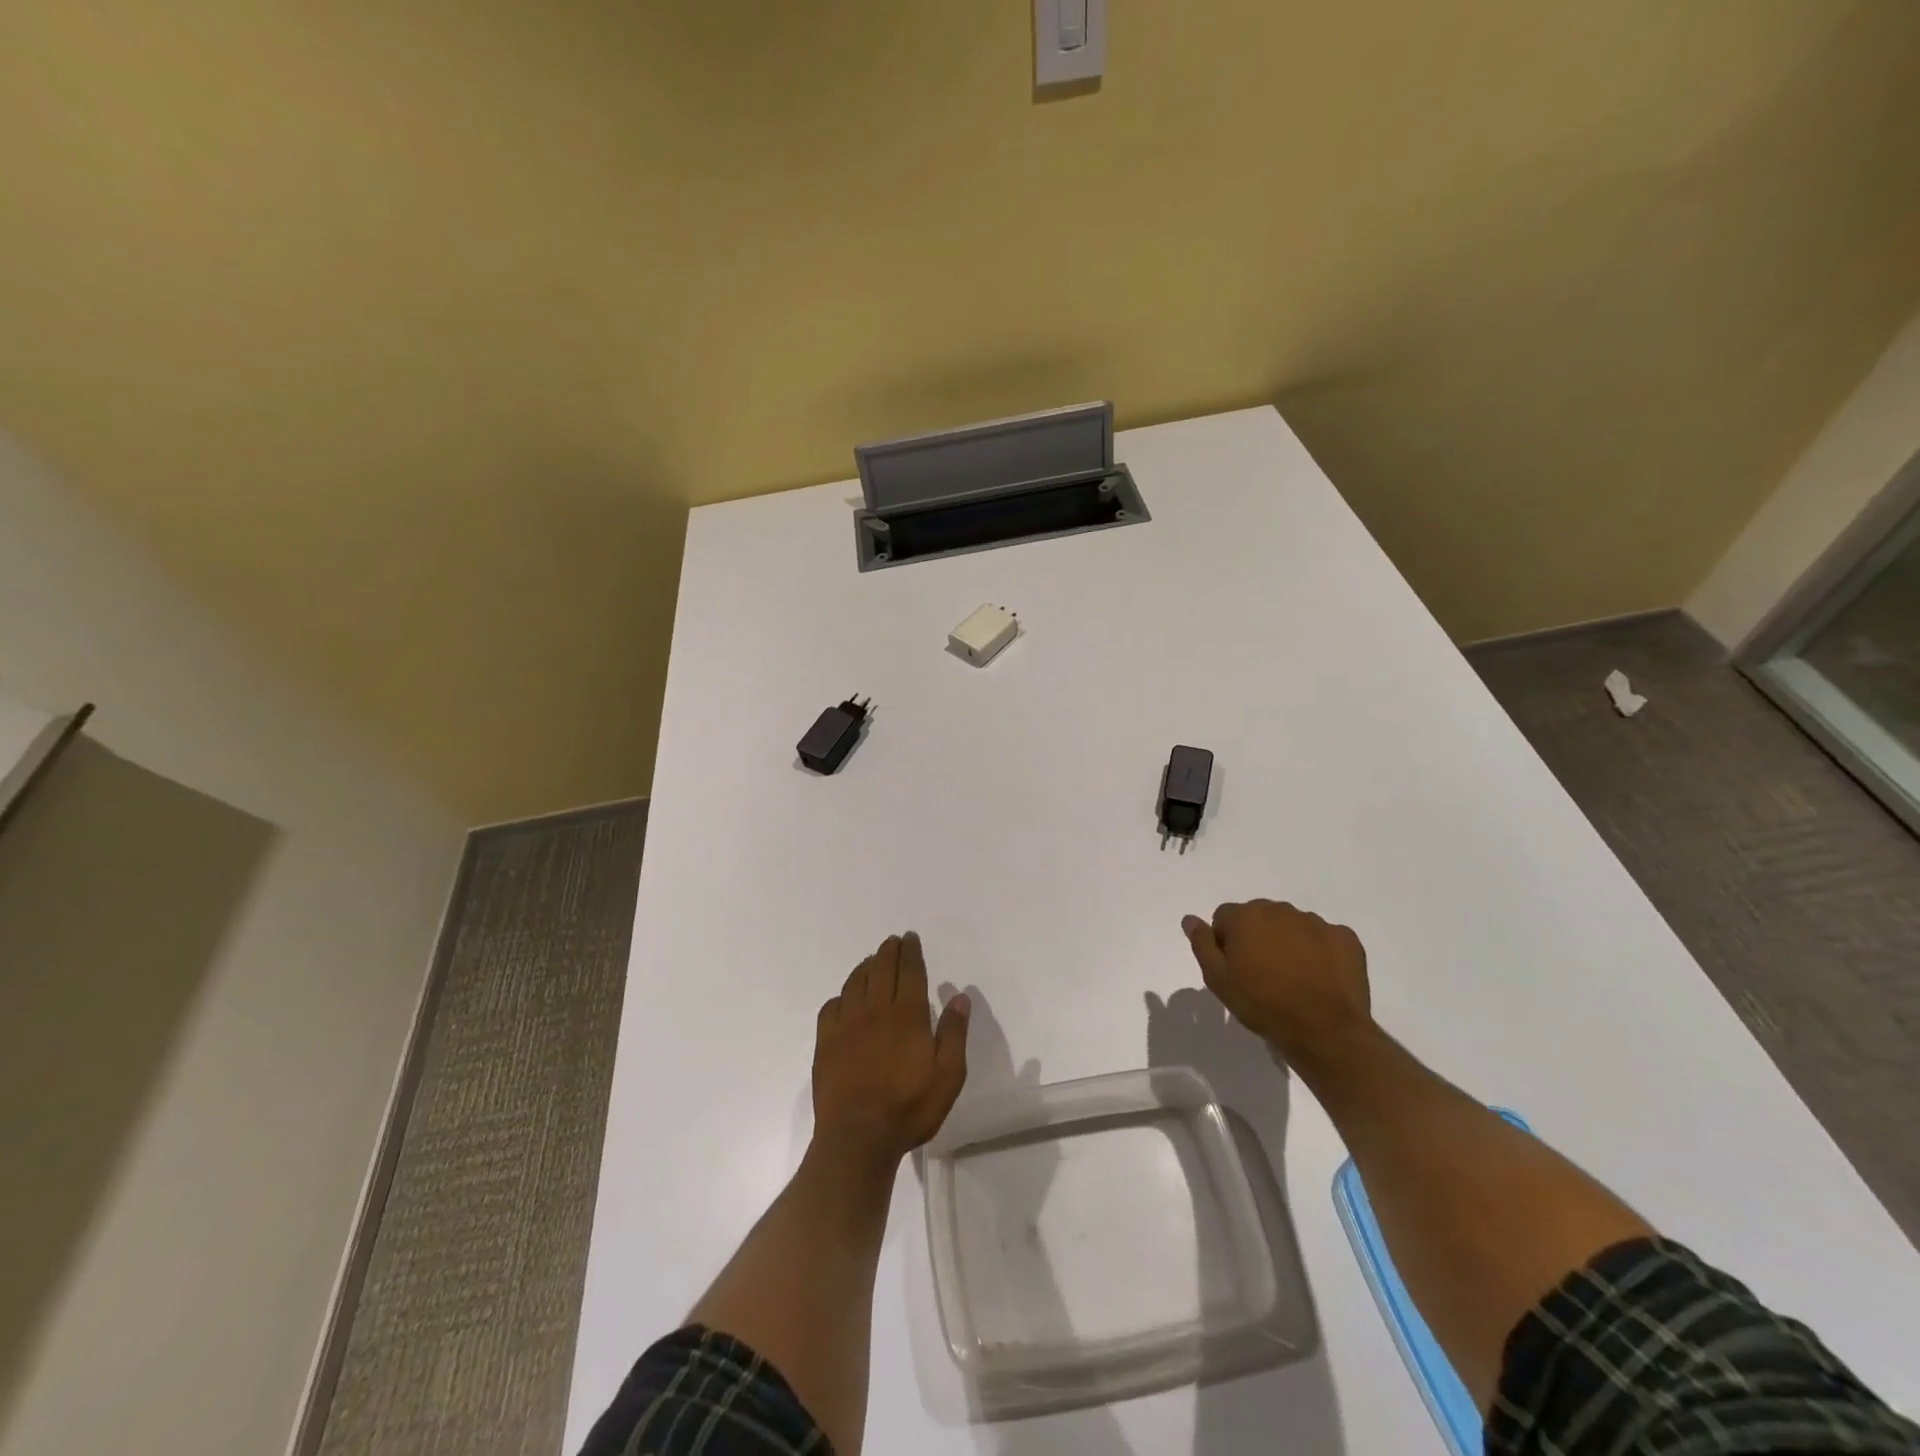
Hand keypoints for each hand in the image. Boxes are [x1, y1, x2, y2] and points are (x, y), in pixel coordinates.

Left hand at [812, 932, 969, 1167]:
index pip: (909, 971)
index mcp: (907, 1015)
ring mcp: (847, 1025)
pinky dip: (841, 996)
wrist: (858, 1137)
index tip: (910, 938)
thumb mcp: (948, 1075)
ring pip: (855, 983)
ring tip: (872, 962)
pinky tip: (845, 999)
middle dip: (888, 951)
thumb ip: (954, 1033)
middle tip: (893, 942)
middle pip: (881, 969)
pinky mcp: (826, 1043)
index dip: (910, 952)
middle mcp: (875, 1011)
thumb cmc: (910, 1107)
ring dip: (865, 967)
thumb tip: (960, 996)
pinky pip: (831, 1007)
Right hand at [1181, 900, 1370, 1068]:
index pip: (1224, 917)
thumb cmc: (1263, 1005)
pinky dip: (1319, 951)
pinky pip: (1324, 937)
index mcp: (1246, 916)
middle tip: (1262, 974)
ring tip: (1292, 977)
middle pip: (1259, 916)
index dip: (1225, 942)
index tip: (1234, 969)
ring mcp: (1316, 922)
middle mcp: (1280, 910)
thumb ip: (1202, 944)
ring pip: (1292, 925)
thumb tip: (1189, 919)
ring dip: (1287, 942)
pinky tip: (1319, 977)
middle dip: (1257, 937)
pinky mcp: (1345, 938)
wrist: (1325, 1031)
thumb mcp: (1218, 980)